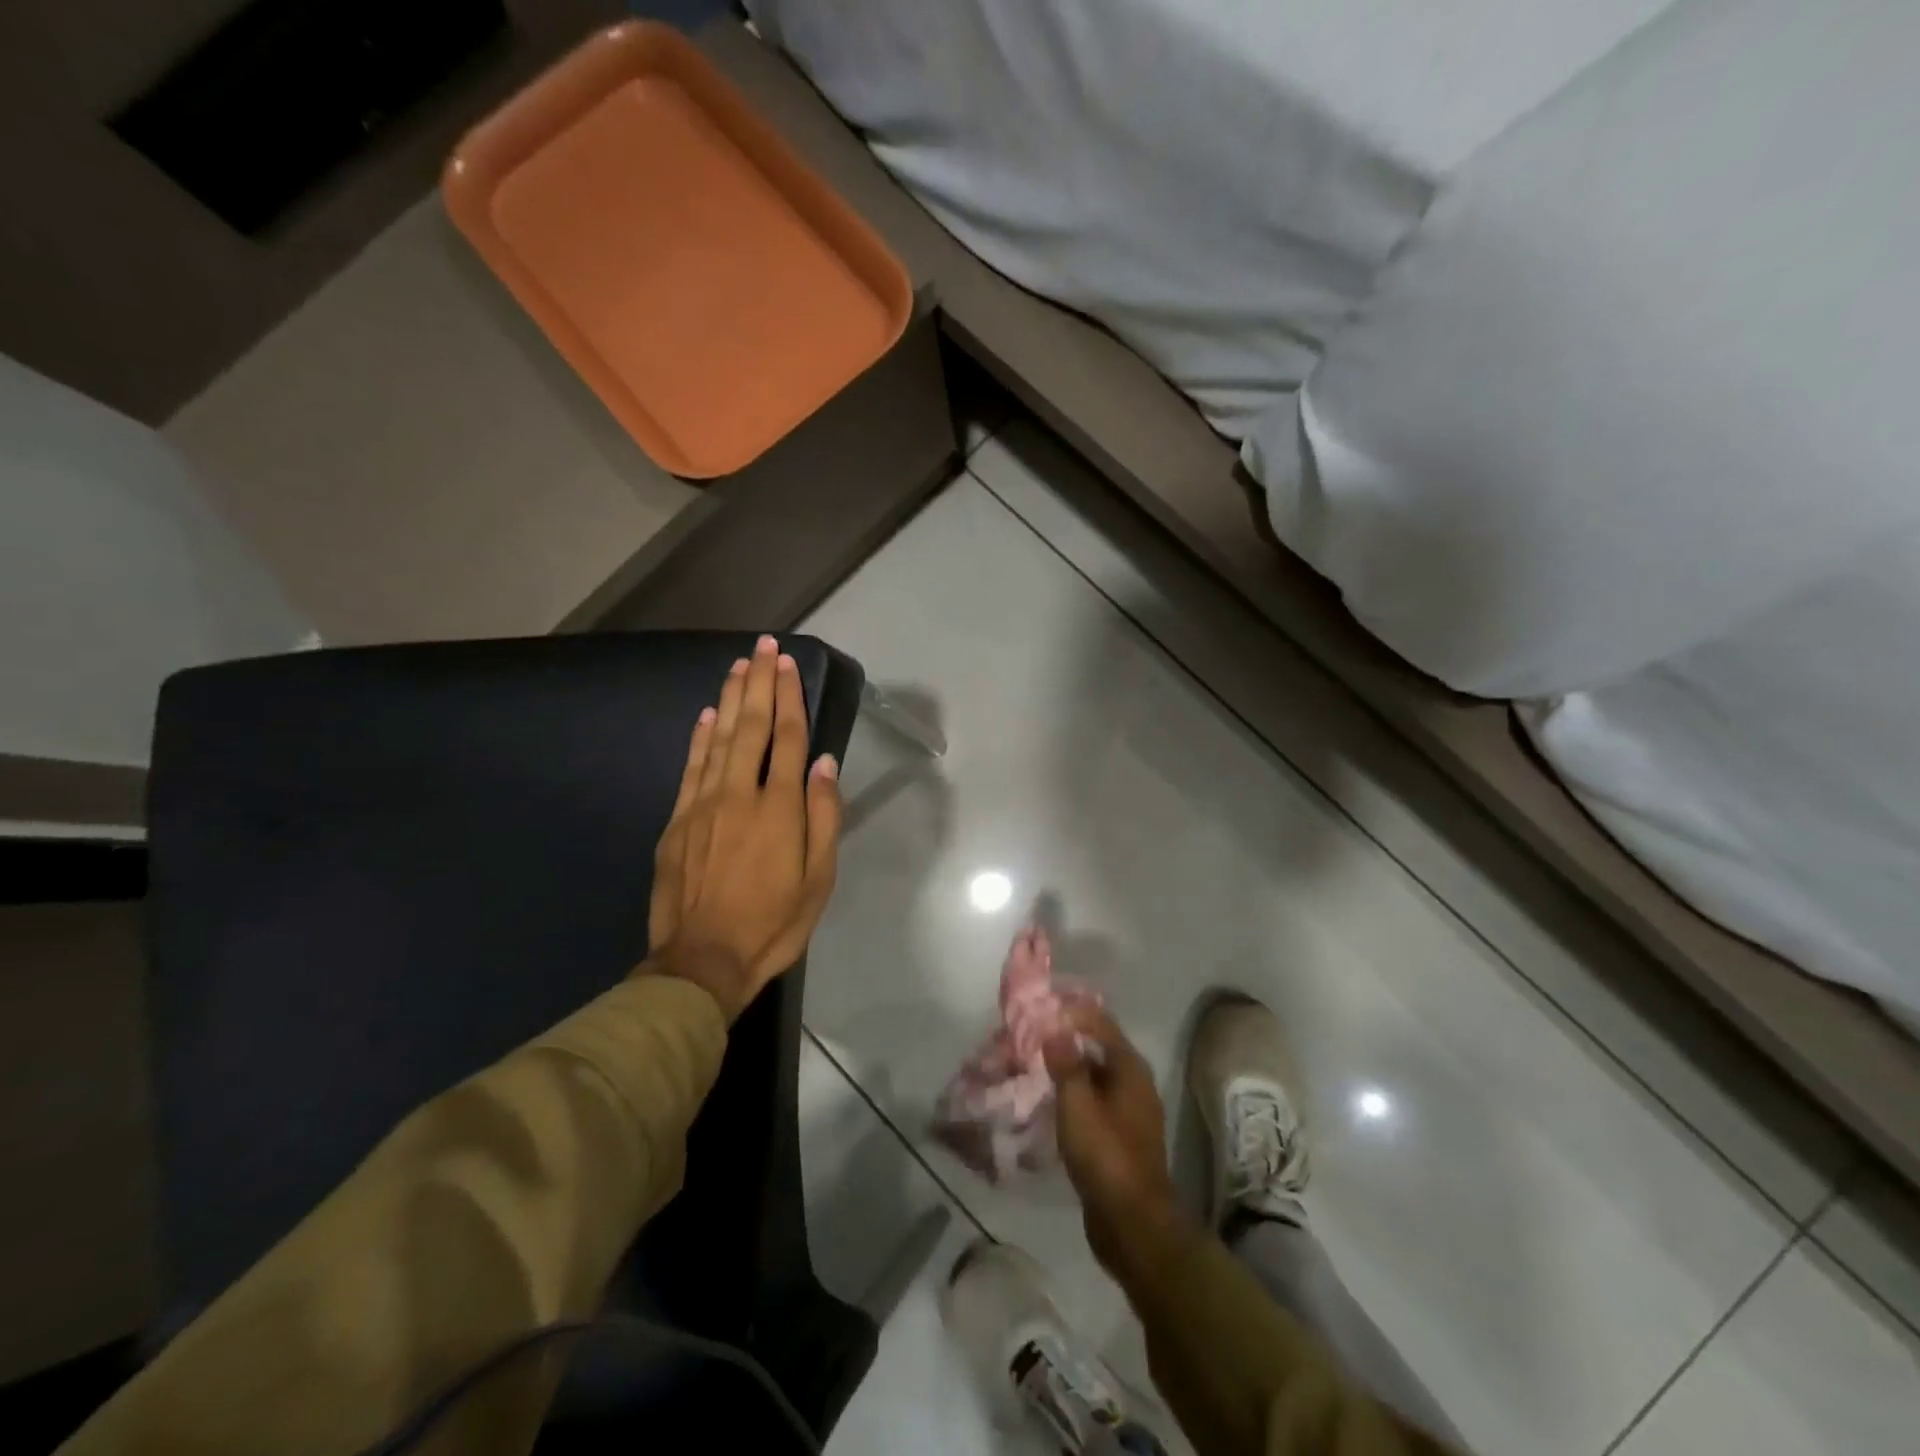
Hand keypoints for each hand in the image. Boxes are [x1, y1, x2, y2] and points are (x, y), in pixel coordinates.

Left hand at [646, 636, 842, 1020]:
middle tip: (763, 646)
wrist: (702, 961)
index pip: (789, 739)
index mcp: (780, 808)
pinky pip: (690, 768)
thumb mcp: (819, 879)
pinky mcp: (678, 822)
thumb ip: (825, 817)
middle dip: (760, 683)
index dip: (790, 698)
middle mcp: (741, 794)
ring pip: (719, 739)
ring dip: (730, 699)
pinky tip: (707, 715)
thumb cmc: (773, 923)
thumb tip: (826, 765)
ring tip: (739, 666)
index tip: (789, 664)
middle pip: (752, 727)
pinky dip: (699, 738)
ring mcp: (704, 805)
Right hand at [1044, 1006, 1179, 1274]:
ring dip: (1068, 1070)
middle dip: (1066, 1041)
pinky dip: (1073, 1097)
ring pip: (1095, 1079)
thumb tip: (1055, 1028)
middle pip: (1098, 1049)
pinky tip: (1050, 1103)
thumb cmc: (1106, 1156)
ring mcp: (1130, 1113)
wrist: (1133, 1225)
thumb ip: (1066, 1064)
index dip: (1071, 1013)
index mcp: (1130, 1069)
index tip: (1039, 1010)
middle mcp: (1135, 1084)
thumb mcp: (1078, 1105)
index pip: (1100, 1024)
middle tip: (1030, 1037)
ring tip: (1034, 1066)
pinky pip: (1094, 1104)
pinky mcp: (1121, 1139)